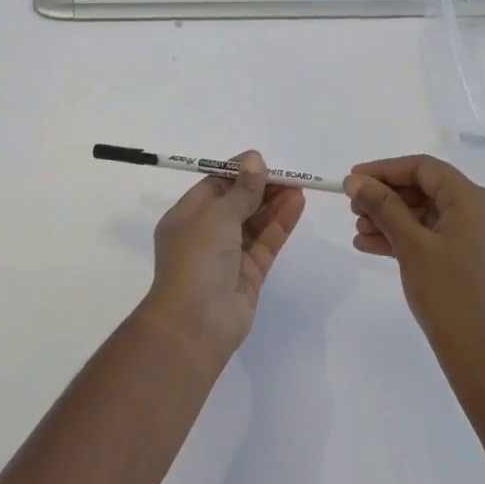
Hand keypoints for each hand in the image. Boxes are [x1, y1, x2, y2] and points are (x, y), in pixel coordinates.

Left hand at [142, 151, 305, 367]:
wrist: (196, 324)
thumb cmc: (197, 260)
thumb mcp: (216, 215)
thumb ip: (241, 189)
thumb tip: (254, 159)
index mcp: (186, 217)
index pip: (213, 187)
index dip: (238, 173)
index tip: (262, 162)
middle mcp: (205, 234)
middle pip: (237, 203)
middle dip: (261, 188)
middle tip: (288, 175)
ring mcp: (228, 256)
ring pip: (254, 223)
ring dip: (274, 204)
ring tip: (299, 186)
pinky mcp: (249, 274)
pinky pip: (266, 243)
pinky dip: (280, 224)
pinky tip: (297, 204)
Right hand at [346, 154, 484, 383]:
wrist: (483, 360)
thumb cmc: (447, 295)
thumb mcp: (410, 245)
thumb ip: (383, 206)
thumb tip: (355, 179)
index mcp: (474, 200)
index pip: (424, 168)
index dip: (385, 170)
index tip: (352, 180)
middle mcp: (484, 212)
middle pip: (427, 190)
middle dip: (387, 197)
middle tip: (352, 208)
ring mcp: (483, 238)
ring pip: (429, 215)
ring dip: (392, 219)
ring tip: (358, 232)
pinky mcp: (477, 261)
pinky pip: (437, 236)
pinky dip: (408, 238)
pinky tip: (372, 246)